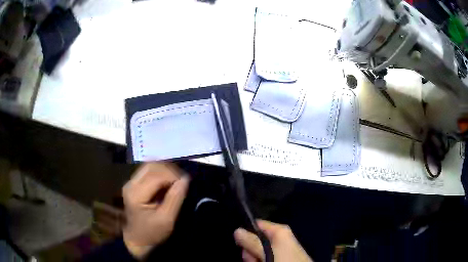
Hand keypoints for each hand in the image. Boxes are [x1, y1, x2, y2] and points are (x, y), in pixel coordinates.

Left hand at [122, 162, 189, 258]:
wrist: (137, 240)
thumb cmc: (152, 233)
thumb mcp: (166, 219)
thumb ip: (175, 198)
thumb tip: (185, 179)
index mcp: (136, 194)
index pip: (156, 175)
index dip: (173, 175)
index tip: (186, 182)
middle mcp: (131, 184)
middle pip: (151, 166)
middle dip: (169, 170)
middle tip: (182, 180)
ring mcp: (131, 183)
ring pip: (149, 166)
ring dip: (165, 170)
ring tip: (176, 180)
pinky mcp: (133, 184)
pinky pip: (148, 171)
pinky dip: (160, 173)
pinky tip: (168, 181)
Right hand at [234, 220, 311, 261]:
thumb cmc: (284, 261)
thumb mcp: (267, 252)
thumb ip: (252, 242)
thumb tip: (237, 230)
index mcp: (279, 230)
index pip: (256, 224)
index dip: (246, 233)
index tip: (241, 244)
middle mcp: (280, 237)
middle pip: (256, 239)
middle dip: (251, 250)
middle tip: (253, 259)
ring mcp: (280, 247)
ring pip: (259, 250)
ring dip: (255, 258)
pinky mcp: (281, 256)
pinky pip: (266, 255)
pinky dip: (261, 260)